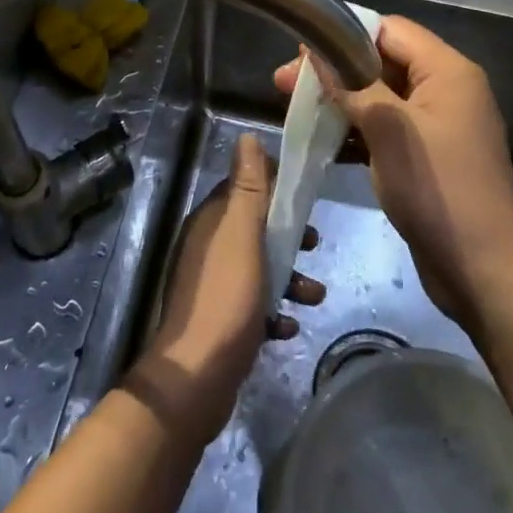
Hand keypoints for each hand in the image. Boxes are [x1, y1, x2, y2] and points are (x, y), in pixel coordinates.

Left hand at [134, 133, 323, 436]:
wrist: (198, 376)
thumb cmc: (226, 296)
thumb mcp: (242, 233)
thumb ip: (248, 186)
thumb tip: (247, 136)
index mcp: (211, 222)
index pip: (243, 189)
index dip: (274, 189)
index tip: (305, 197)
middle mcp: (208, 247)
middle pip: (255, 229)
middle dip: (287, 236)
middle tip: (314, 245)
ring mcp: (212, 286)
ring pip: (259, 269)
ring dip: (289, 278)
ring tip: (314, 296)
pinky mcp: (221, 321)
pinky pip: (254, 306)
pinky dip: (274, 312)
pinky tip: (286, 327)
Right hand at [276, 16, 512, 331]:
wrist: (483, 269)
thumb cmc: (437, 187)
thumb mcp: (388, 128)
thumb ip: (351, 85)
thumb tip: (312, 51)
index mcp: (447, 71)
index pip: (390, 30)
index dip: (344, 35)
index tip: (301, 51)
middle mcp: (446, 90)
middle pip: (382, 63)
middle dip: (334, 71)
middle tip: (283, 84)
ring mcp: (438, 126)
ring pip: (380, 98)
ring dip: (340, 103)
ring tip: (295, 111)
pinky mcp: (427, 157)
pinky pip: (386, 129)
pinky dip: (356, 131)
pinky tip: (322, 143)